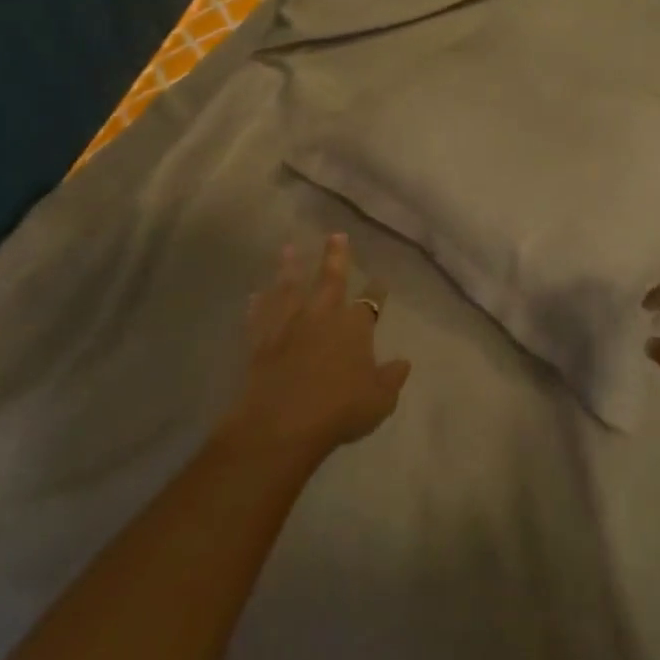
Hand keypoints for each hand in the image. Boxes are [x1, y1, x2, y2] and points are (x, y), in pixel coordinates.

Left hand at [222, 235, 411, 461]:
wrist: (282, 424)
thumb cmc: (339, 410)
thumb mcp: (379, 400)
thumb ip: (391, 378)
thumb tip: (404, 363)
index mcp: (354, 326)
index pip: (370, 302)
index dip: (377, 290)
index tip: (381, 278)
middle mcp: (322, 315)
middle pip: (330, 279)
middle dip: (335, 256)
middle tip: (335, 235)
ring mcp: (288, 325)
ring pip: (289, 288)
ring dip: (289, 267)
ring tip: (288, 248)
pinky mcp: (261, 340)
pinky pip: (259, 316)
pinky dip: (258, 304)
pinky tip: (255, 294)